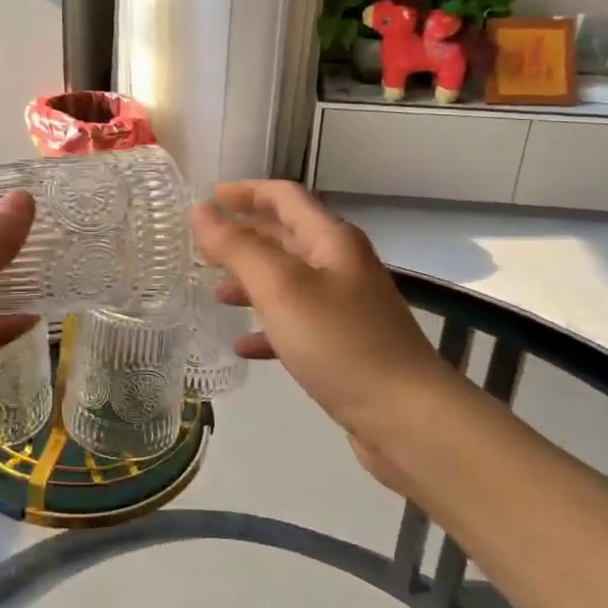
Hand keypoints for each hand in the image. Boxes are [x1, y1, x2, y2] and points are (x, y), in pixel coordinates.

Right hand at [191, 181, 466, 458]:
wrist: (407, 416)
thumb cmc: (339, 341)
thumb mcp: (280, 287)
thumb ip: (238, 247)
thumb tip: (201, 210)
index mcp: (330, 240)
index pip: (284, 197)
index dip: (246, 191)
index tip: (208, 197)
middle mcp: (340, 265)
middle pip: (286, 236)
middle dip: (244, 236)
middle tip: (202, 247)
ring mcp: (345, 306)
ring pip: (288, 281)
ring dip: (252, 281)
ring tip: (216, 294)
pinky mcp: (344, 344)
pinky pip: (297, 323)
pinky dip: (268, 326)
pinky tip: (244, 345)